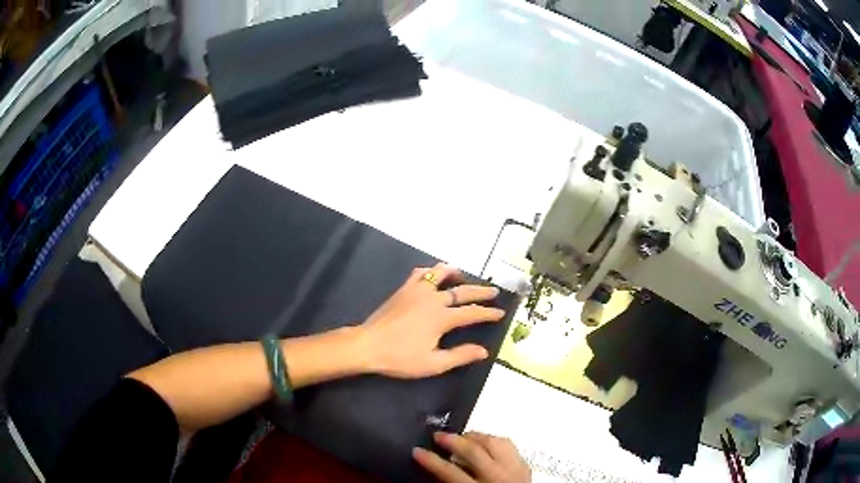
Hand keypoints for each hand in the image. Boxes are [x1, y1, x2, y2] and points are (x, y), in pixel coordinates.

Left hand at [355, 263, 505, 377]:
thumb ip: (460, 355)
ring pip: (440, 274)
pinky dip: (430, 271)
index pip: (471, 313)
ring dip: (455, 274)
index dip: (488, 313)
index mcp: (442, 318)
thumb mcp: (433, 363)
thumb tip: (484, 351)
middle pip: (462, 291)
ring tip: (463, 276)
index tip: (501, 312)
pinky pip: (419, 274)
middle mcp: (432, 299)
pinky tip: (432, 276)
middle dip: (480, 292)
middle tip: (494, 291)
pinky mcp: (403, 289)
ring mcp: (416, 291)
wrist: (368, 345)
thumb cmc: (401, 357)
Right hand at [413, 432, 530, 482]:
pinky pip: (510, 447)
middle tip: (438, 435)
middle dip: (453, 441)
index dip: (431, 460)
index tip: (417, 451)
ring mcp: (515, 470)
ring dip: (477, 437)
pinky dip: (495, 442)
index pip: (450, 472)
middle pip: (475, 452)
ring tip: (462, 436)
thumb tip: (436, 470)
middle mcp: (498, 477)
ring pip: (496, 443)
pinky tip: (486, 443)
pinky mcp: (526, 466)